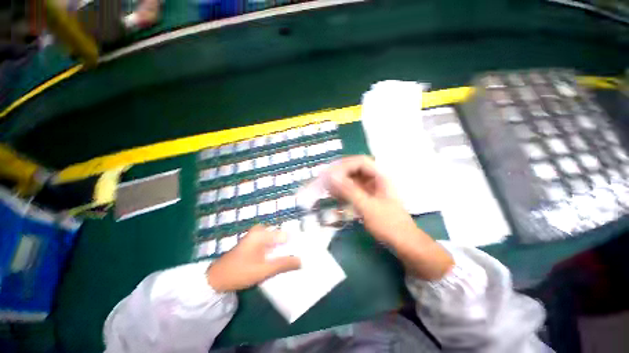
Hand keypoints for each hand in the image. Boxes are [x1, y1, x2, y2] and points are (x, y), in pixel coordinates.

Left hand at [206, 225, 300, 291]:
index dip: (296, 244)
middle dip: (290, 248)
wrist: (216, 279)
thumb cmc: (239, 272)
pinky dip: (276, 253)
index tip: (304, 253)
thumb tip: (301, 261)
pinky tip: (280, 261)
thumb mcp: (263, 270)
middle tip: (299, 258)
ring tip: (293, 261)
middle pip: (282, 238)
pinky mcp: (255, 243)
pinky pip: (271, 245)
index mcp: (262, 233)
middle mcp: (261, 231)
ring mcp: (257, 236)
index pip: (286, 235)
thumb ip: (283, 264)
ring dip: (283, 251)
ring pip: (277, 242)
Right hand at [321, 155, 417, 244]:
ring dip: (340, 182)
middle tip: (326, 181)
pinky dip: (343, 191)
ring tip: (328, 189)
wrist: (402, 241)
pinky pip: (352, 189)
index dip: (344, 165)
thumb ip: (349, 191)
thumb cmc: (388, 224)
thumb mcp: (367, 206)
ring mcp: (371, 188)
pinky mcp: (367, 196)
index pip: (360, 162)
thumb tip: (331, 177)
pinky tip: (335, 196)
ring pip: (352, 179)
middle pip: (355, 168)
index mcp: (380, 177)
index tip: (330, 173)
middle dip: (340, 173)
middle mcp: (375, 179)